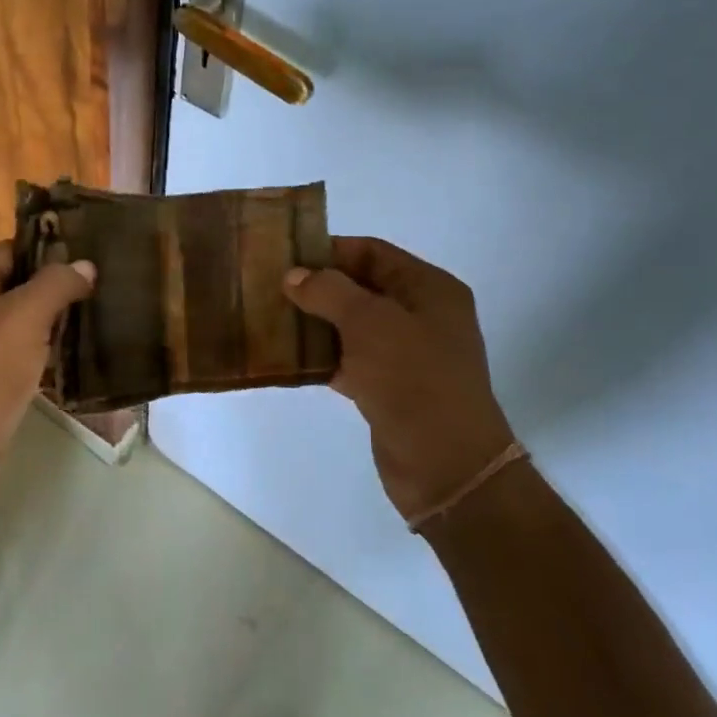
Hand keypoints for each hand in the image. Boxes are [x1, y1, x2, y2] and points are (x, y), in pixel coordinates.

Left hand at [0, 241, 95, 503]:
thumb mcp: (25, 315)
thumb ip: (56, 284)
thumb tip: (85, 266)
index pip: (11, 251)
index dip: (49, 252)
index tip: (91, 258)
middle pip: (17, 286)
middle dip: (56, 289)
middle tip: (102, 289)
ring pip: (20, 322)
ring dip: (53, 323)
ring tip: (97, 318)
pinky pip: (20, 354)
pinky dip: (44, 353)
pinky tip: (78, 356)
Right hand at [284, 237, 514, 521]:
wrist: (446, 466)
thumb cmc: (414, 380)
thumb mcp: (370, 323)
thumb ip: (328, 291)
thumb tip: (293, 276)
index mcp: (429, 289)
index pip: (373, 252)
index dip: (331, 250)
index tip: (286, 255)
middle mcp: (421, 316)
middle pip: (361, 287)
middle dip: (318, 287)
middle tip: (270, 287)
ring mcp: (406, 354)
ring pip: (352, 326)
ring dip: (316, 322)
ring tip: (271, 318)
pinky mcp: (389, 388)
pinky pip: (350, 360)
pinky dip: (322, 356)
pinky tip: (289, 357)